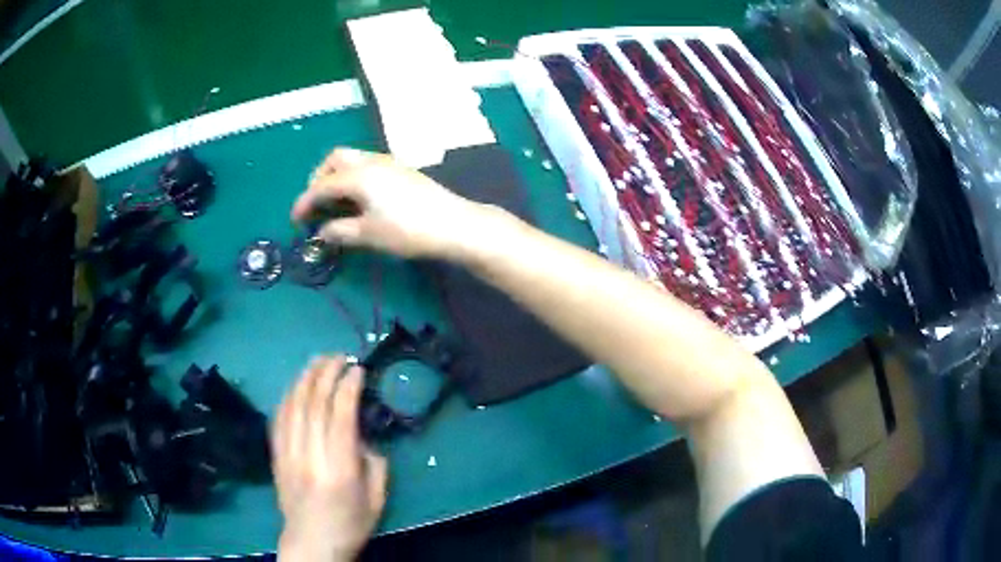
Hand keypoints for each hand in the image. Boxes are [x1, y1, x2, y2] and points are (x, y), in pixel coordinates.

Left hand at [272, 356, 387, 561]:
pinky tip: (296, 385)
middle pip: (314, 403)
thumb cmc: (350, 524)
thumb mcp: (377, 499)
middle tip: (339, 356)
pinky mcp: (276, 456)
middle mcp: (310, 456)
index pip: (341, 416)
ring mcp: (288, 454)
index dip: (349, 387)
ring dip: (305, 378)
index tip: (358, 369)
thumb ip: (375, 463)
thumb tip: (363, 437)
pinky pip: (278, 418)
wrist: (311, 543)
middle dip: (326, 373)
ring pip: (293, 406)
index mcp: (340, 469)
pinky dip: (288, 397)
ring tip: (318, 361)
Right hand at [292, 148, 489, 258]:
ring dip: (337, 175)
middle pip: (335, 159)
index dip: (304, 202)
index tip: (295, 220)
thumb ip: (340, 231)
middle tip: (316, 203)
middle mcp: (371, 161)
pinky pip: (367, 164)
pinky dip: (353, 176)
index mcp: (358, 175)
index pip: (321, 185)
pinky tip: (359, 198)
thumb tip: (321, 232)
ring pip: (353, 159)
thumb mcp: (368, 234)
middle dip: (319, 178)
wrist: (453, 223)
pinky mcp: (401, 169)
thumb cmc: (407, 230)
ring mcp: (388, 162)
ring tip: (335, 202)